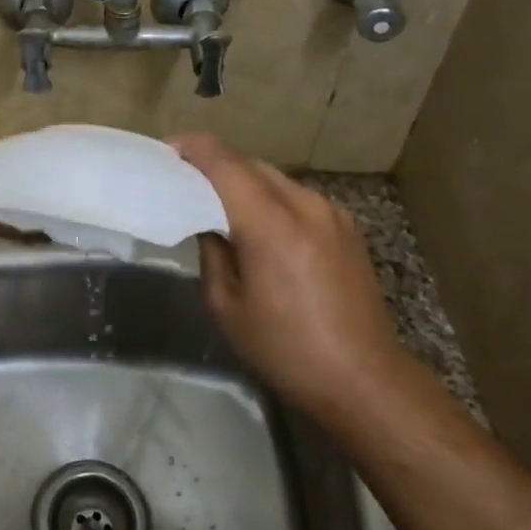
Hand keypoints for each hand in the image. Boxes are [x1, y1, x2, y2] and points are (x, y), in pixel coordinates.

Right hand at [171, 134, 403, 413]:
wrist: (364, 380)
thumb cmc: (286, 350)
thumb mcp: (227, 306)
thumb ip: (212, 253)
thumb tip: (207, 224)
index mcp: (271, 225)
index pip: (225, 164)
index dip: (192, 149)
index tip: (166, 150)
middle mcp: (305, 206)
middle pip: (250, 164)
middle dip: (214, 163)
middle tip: (183, 178)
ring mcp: (332, 213)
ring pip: (275, 178)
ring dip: (243, 180)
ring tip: (216, 200)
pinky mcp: (346, 227)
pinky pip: (297, 196)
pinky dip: (269, 197)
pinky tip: (258, 221)